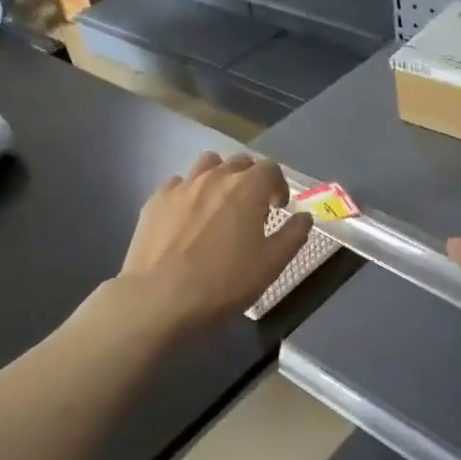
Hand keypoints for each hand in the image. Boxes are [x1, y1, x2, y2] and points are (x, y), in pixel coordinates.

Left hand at [118, 152, 311, 332]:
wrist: (159, 297)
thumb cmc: (223, 281)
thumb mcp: (271, 264)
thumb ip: (293, 235)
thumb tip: (305, 217)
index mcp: (247, 188)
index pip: (270, 168)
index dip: (278, 185)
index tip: (277, 208)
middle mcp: (215, 177)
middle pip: (240, 162)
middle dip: (251, 179)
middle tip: (251, 207)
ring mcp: (182, 186)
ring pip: (207, 164)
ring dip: (219, 176)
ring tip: (219, 203)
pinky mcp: (156, 200)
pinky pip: (178, 183)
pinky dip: (189, 192)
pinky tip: (187, 216)